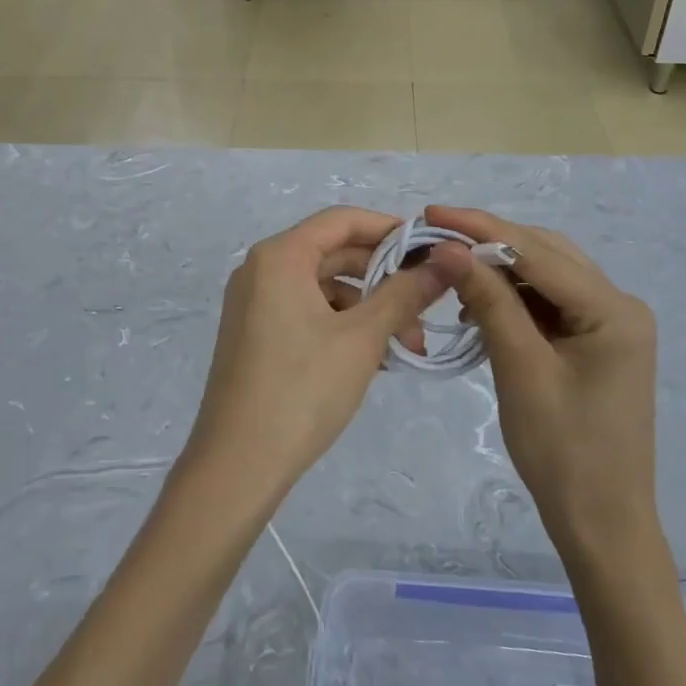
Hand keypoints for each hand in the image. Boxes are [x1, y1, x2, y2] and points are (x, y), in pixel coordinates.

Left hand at [184, 207, 469, 508]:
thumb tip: (446, 263)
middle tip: (427, 305)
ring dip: (368, 309)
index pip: (342, 220)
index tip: (430, 250)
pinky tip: (376, 357)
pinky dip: (343, 326)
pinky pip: (308, 312)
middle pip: (334, 254)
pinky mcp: (256, 334)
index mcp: (279, 256)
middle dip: (384, 279)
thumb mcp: (362, 338)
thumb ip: (404, 293)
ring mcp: (255, 303)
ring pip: (324, 288)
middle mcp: (261, 269)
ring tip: (406, 347)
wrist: (238, 465)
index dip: (389, 229)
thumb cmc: (302, 389)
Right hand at [424, 205, 660, 557]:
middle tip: (436, 236)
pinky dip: (513, 298)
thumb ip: (489, 300)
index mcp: (613, 309)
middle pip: (546, 254)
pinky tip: (480, 305)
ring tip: (452, 272)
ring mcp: (610, 324)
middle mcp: (619, 305)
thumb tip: (448, 248)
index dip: (481, 228)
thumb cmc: (563, 452)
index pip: (537, 252)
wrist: (601, 523)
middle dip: (490, 242)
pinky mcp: (595, 341)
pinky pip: (549, 303)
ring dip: (500, 270)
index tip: (432, 214)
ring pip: (546, 275)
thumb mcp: (520, 369)